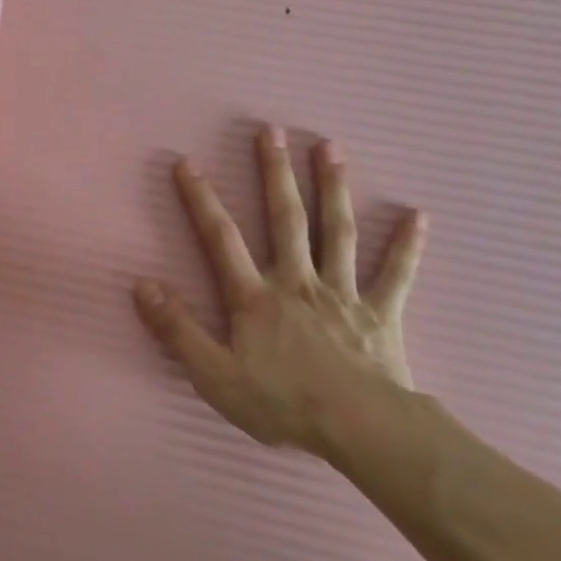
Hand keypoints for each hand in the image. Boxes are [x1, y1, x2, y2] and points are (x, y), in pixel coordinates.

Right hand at [133, 127, 427, 462]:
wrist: (359, 429)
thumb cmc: (282, 402)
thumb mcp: (213, 375)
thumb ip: (177, 329)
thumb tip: (142, 285)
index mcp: (255, 297)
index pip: (221, 238)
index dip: (201, 199)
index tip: (187, 162)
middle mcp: (297, 281)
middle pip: (285, 218)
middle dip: (275, 173)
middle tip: (272, 131)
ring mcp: (342, 293)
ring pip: (337, 232)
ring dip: (333, 188)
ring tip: (330, 148)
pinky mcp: (380, 313)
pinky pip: (396, 274)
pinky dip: (406, 245)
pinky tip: (418, 215)